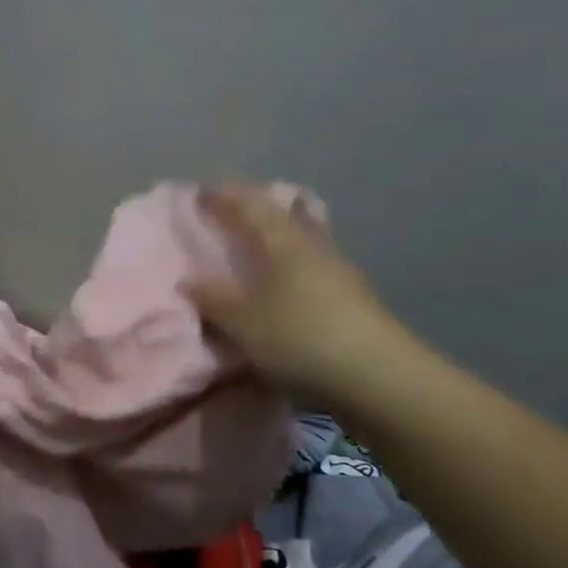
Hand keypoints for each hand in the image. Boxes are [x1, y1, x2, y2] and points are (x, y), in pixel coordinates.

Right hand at [187, 181, 405, 410]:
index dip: (225, 195)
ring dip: (275, 241)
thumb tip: (188, 281)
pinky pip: (310, 269)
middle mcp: (312, 247)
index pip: (250, 205)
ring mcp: (338, 272)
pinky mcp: (352, 298)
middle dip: (254, 212)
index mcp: (283, 241)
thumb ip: (214, 299)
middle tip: (229, 215)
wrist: (378, 377)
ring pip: (300, 242)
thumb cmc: (299, 337)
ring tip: (253, 250)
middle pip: (282, 217)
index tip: (202, 190)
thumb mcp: (243, 322)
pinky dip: (289, 268)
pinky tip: (283, 286)